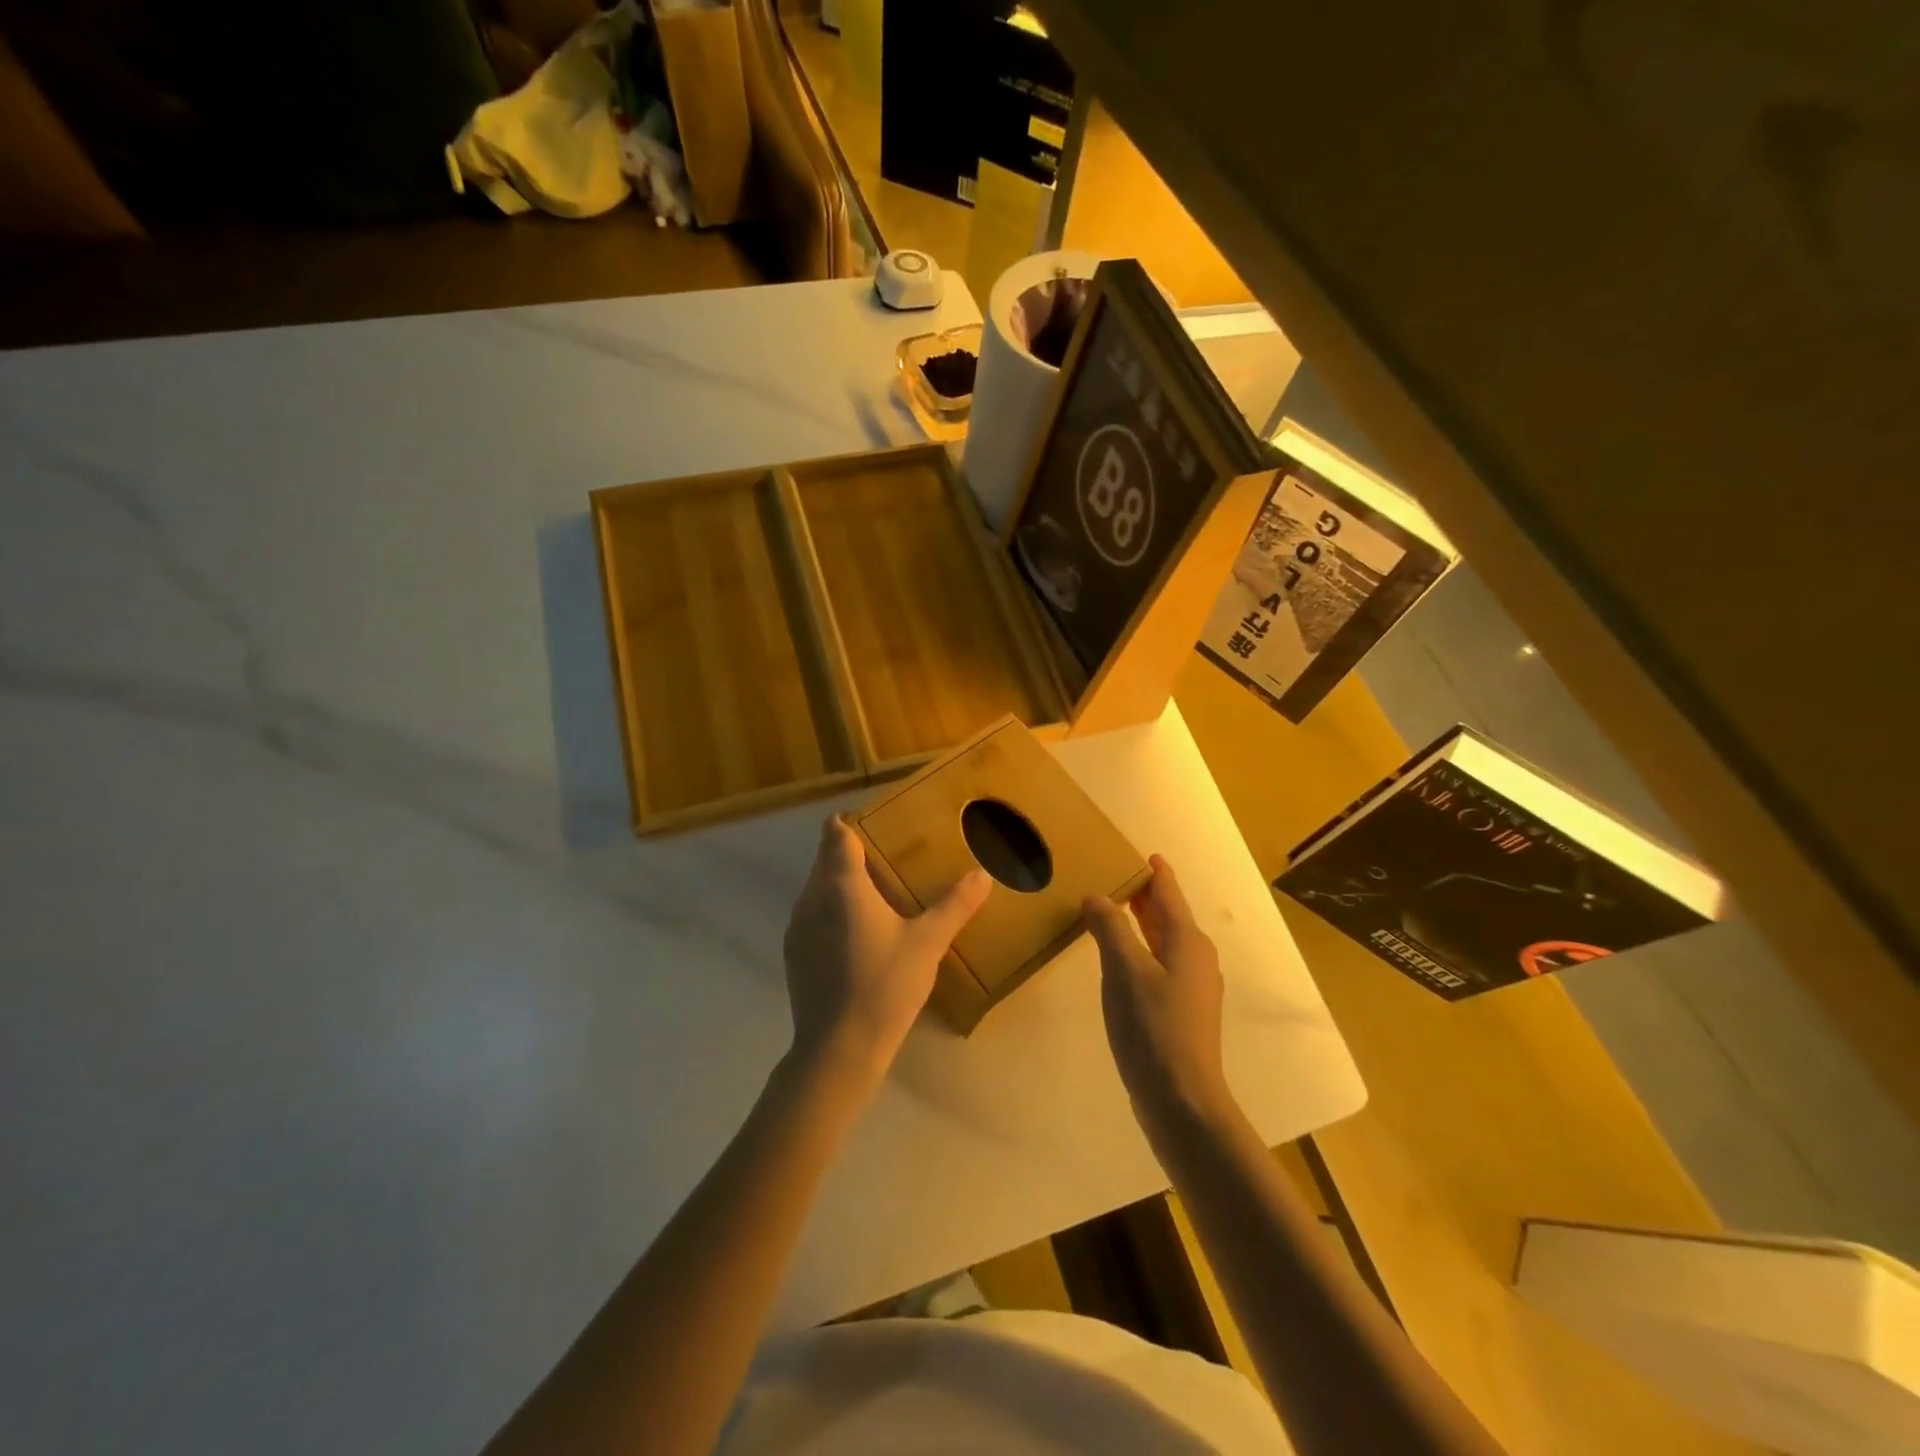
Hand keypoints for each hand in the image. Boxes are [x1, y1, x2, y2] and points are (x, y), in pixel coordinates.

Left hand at [783, 815, 991, 1089]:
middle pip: (826, 858)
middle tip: (890, 861)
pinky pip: (812, 915)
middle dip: (852, 853)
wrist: (838, 1049)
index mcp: (842, 884)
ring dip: (841, 884)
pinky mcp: (794, 953)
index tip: (877, 826)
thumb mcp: (928, 943)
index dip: (851, 822)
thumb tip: (983, 875)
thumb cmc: (884, 985)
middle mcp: (812, 897)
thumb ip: (955, 905)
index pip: (835, 833)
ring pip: (818, 888)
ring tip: (878, 899)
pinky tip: (859, 937)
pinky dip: (832, 912)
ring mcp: (797, 926)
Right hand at [1083, 856, 1232, 1135]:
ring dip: (1142, 923)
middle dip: (1146, 896)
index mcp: (1187, 942)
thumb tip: (1097, 896)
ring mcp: (1191, 987)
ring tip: (1114, 910)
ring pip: (1165, 941)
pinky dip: (1141, 949)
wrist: (1181, 1099)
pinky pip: (1160, 964)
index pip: (1169, 894)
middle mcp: (1196, 958)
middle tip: (1117, 876)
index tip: (1145, 853)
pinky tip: (1121, 959)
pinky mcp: (1181, 1011)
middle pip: (1169, 916)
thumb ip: (1110, 928)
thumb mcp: (1125, 971)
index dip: (1156, 873)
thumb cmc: (1153, 1027)